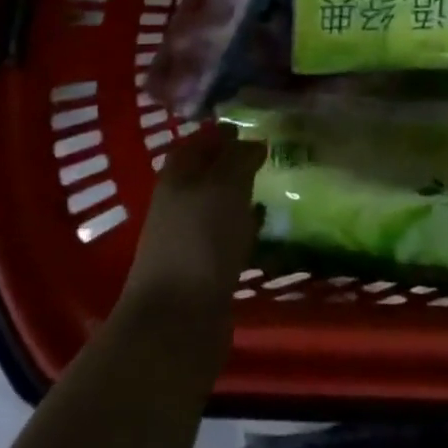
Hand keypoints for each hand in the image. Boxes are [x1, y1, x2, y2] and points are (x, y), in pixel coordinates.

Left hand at [122, 126, 264, 328]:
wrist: (178, 321)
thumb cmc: (201, 240)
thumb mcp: (225, 186)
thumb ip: (239, 158)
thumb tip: (252, 141)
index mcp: (176, 177)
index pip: (195, 142)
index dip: (219, 133)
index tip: (250, 126)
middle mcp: (177, 203)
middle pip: (205, 174)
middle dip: (232, 164)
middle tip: (268, 156)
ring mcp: (187, 239)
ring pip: (216, 206)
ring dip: (239, 196)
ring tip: (271, 188)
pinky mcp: (201, 270)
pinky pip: (224, 238)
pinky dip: (242, 228)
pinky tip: (262, 229)